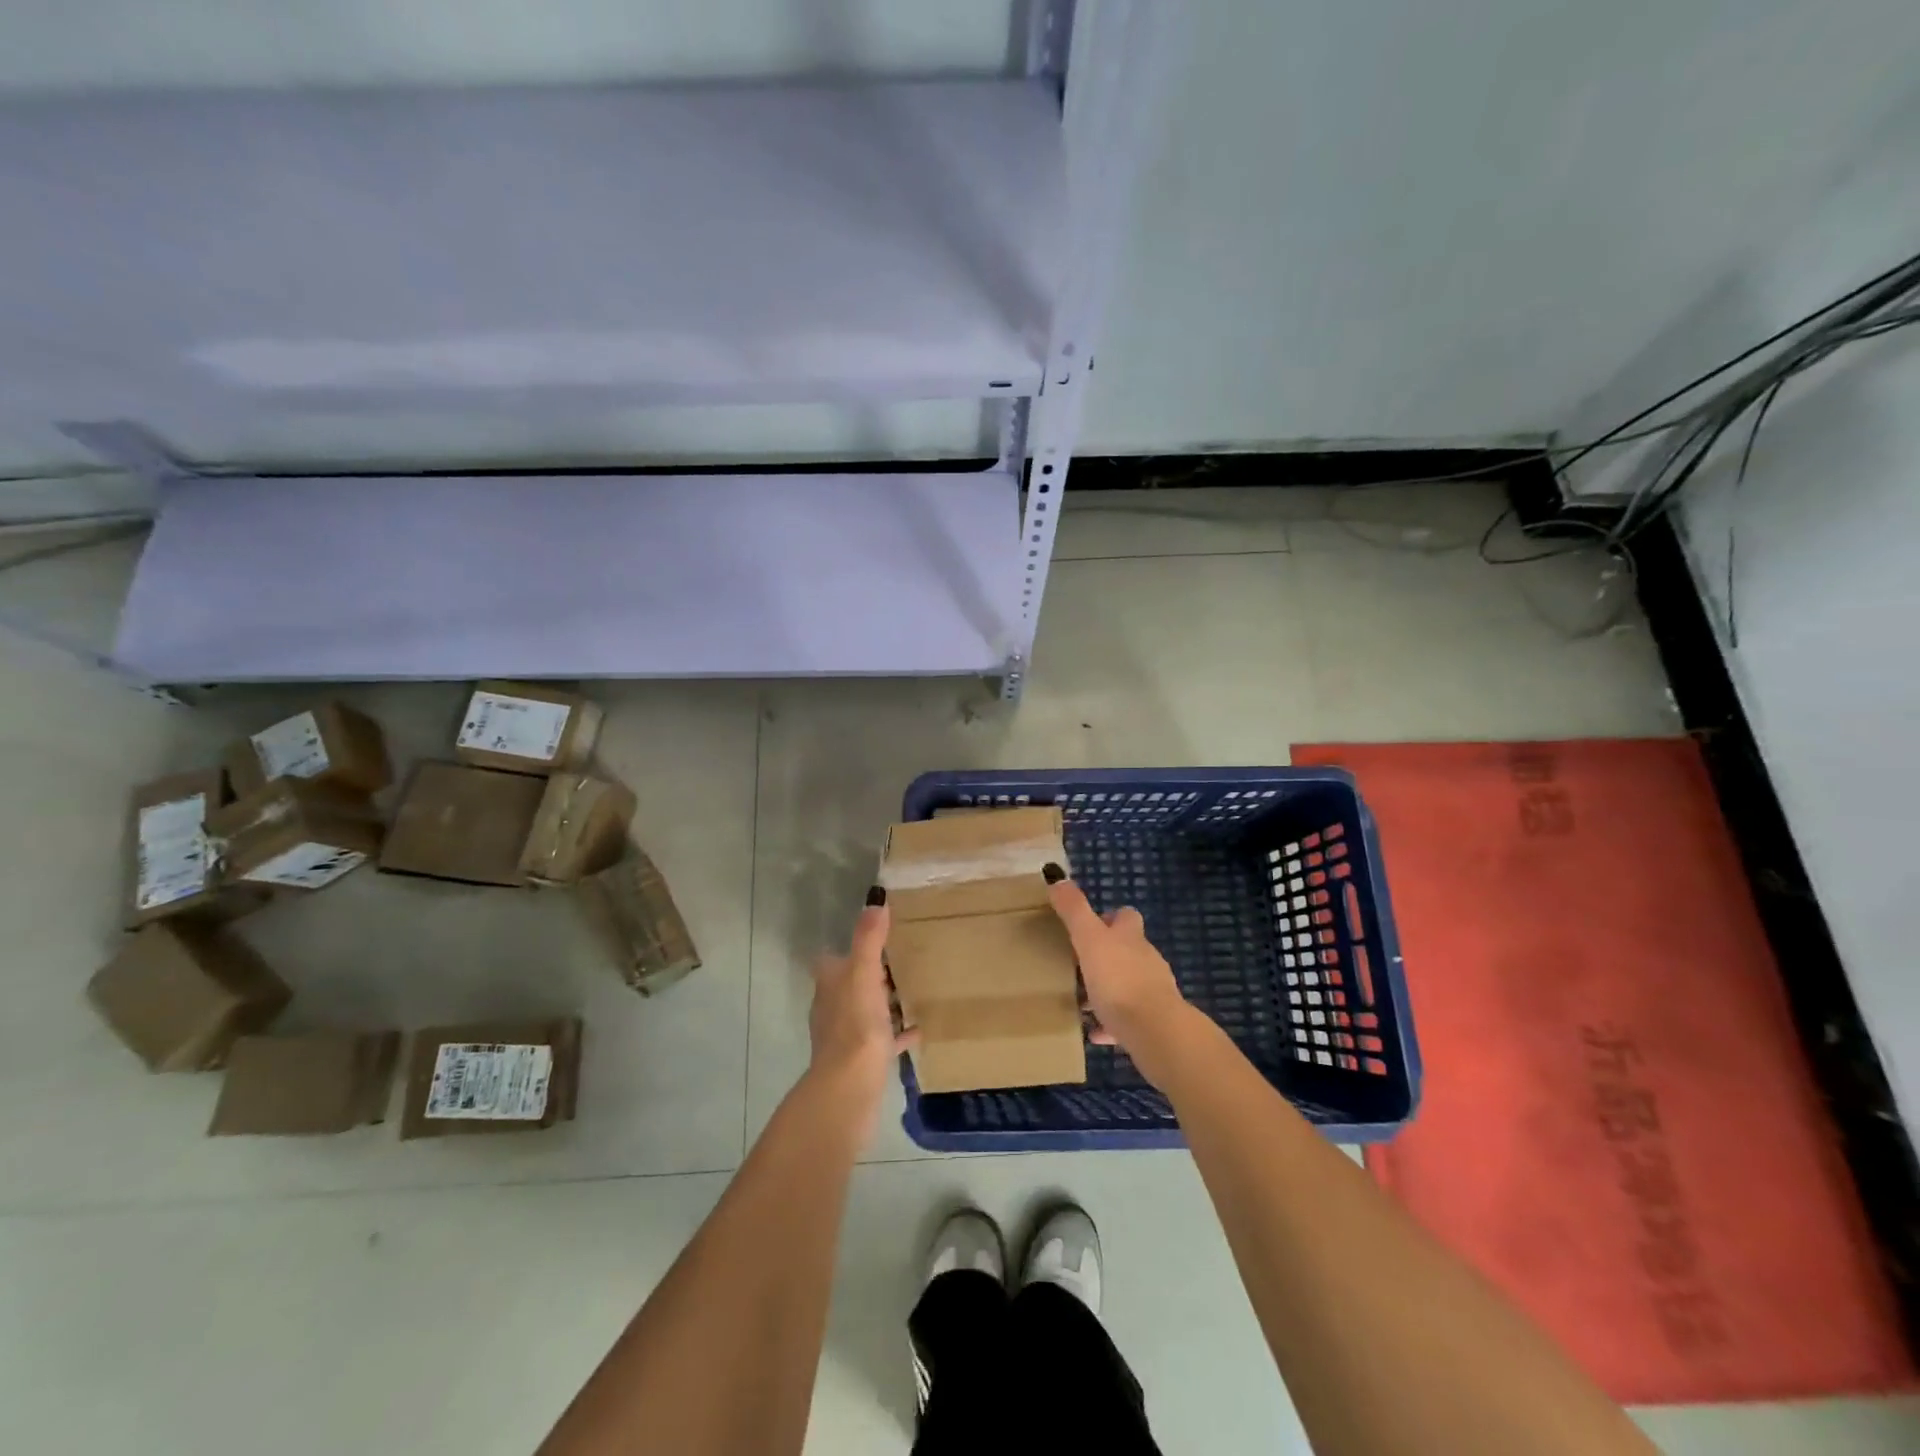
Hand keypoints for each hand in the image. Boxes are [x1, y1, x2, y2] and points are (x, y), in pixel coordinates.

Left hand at [806, 896, 915, 1135]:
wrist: (850, 1087)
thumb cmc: (855, 1025)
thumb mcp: (864, 974)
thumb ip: (869, 938)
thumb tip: (875, 898)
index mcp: (830, 984)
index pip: (833, 959)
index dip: (849, 947)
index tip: (875, 934)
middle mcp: (833, 1007)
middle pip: (850, 984)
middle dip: (870, 972)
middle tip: (900, 957)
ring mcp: (846, 1036)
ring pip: (866, 1011)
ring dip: (883, 1001)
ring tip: (912, 988)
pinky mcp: (862, 1060)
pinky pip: (883, 1039)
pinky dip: (897, 1033)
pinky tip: (919, 1029)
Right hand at [1046, 871, 1201, 1084]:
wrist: (1155, 1031)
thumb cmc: (1118, 979)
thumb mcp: (1089, 939)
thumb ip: (1074, 910)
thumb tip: (1058, 877)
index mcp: (1131, 937)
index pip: (1126, 917)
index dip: (1110, 918)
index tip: (1089, 926)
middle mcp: (1146, 959)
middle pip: (1128, 950)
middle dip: (1106, 955)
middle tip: (1078, 963)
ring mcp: (1152, 991)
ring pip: (1127, 984)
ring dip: (1108, 989)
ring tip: (1082, 999)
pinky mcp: (1152, 1022)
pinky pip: (1128, 1019)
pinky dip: (1111, 1022)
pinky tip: (1095, 1032)